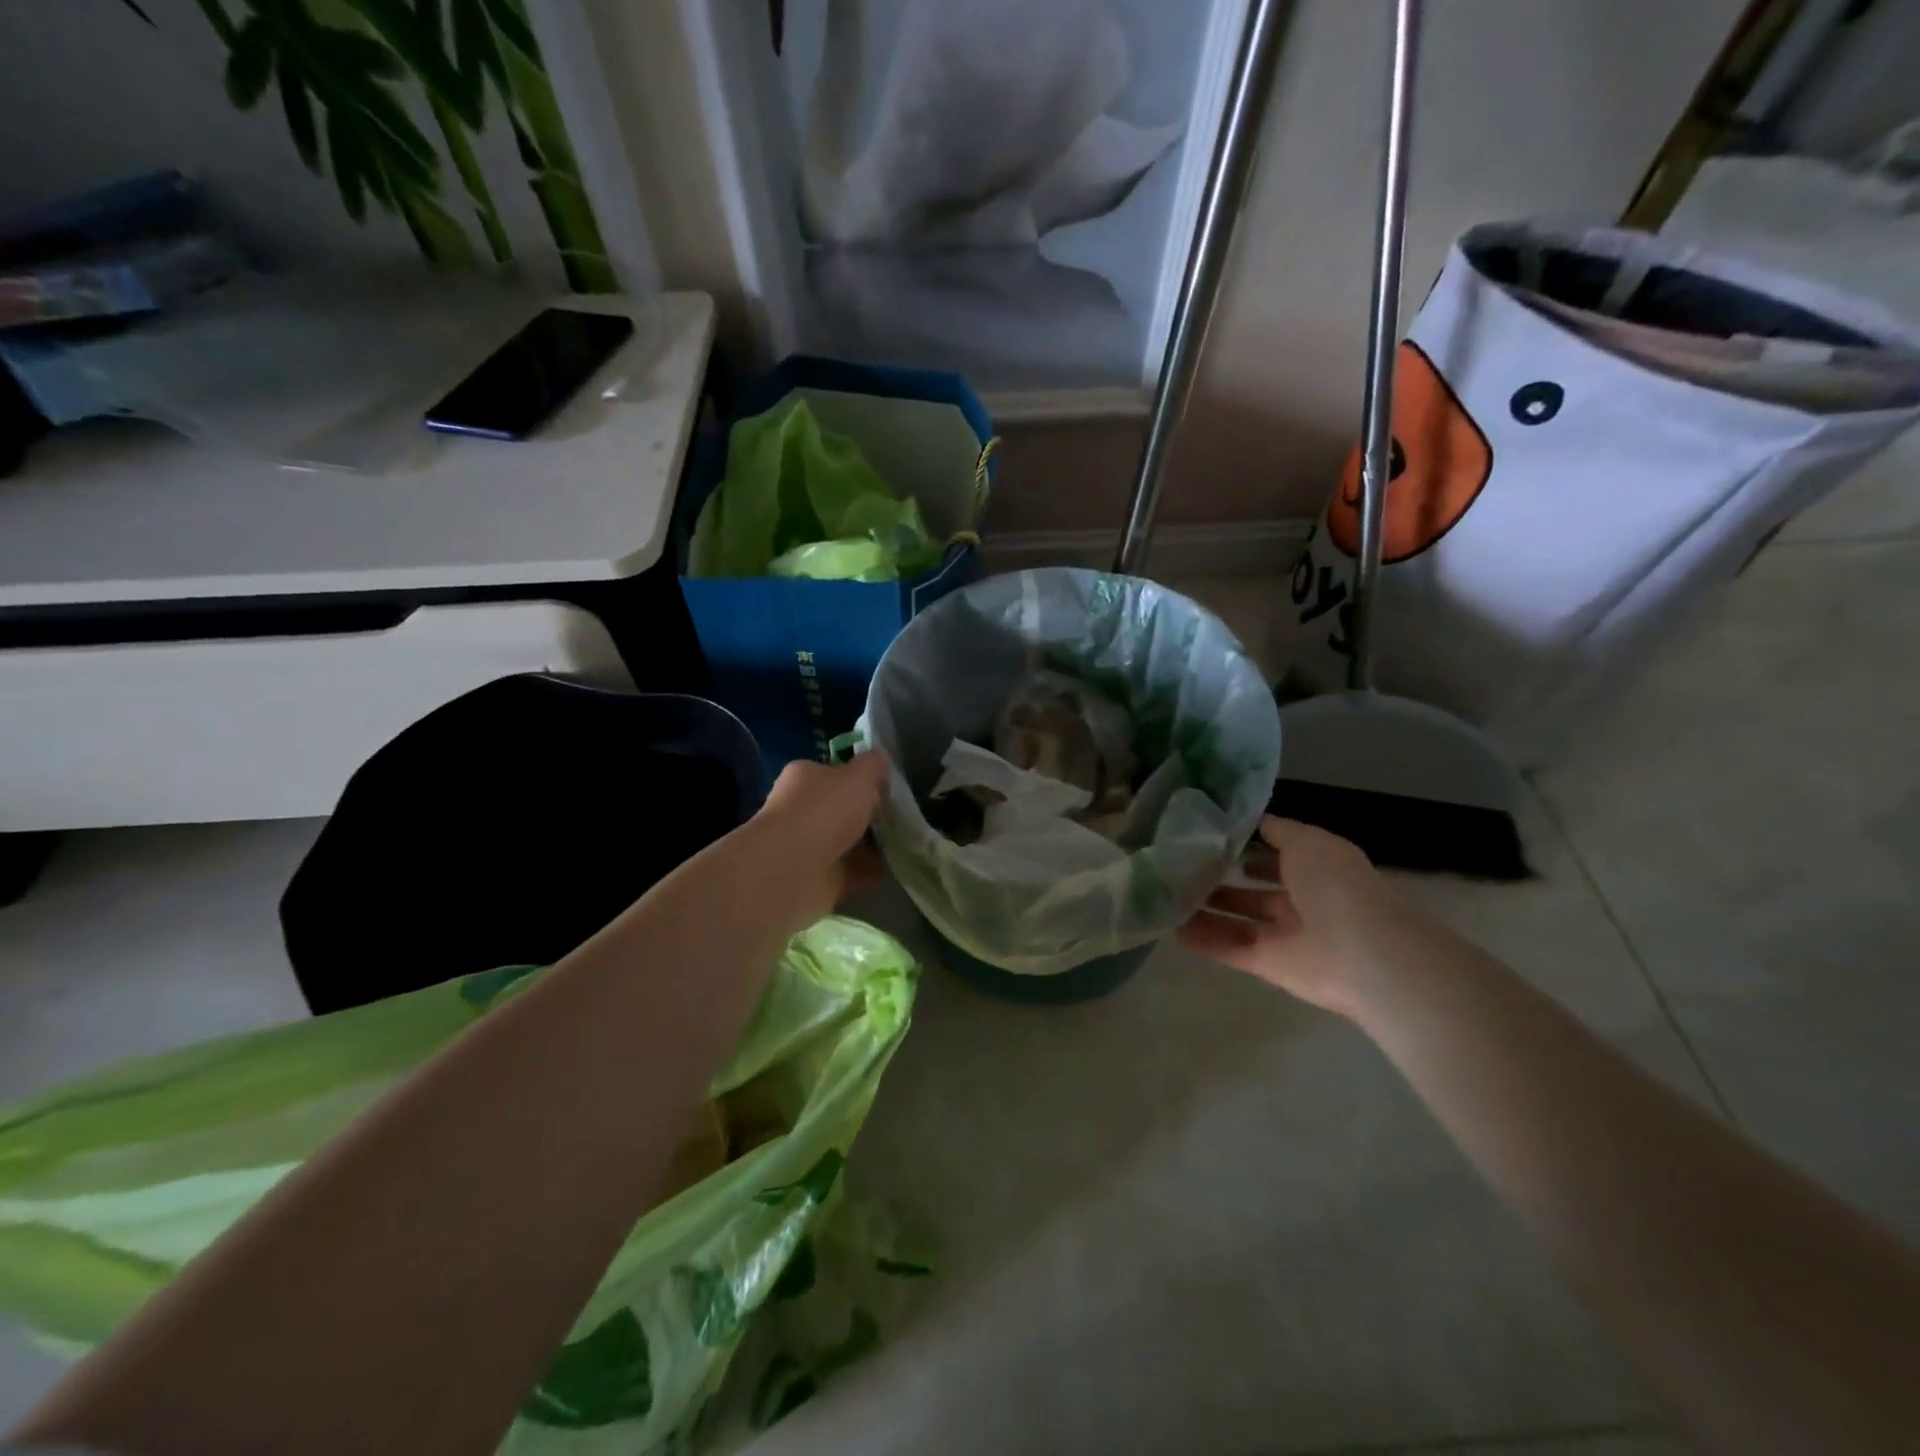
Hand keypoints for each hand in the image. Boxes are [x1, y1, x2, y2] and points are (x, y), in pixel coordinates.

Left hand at [747, 752, 890, 928]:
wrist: (793, 870)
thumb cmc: (824, 811)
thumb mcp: (859, 776)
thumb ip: (873, 765)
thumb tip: (882, 757)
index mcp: (805, 777)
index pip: (834, 772)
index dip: (861, 778)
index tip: (888, 787)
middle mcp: (801, 809)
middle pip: (841, 808)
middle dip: (868, 812)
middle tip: (900, 815)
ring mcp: (808, 845)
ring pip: (847, 840)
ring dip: (871, 843)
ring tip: (905, 842)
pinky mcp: (818, 877)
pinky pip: (851, 870)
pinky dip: (870, 870)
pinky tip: (895, 867)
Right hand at [1179, 816, 1404, 1017]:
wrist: (1362, 953)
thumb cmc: (1335, 885)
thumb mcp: (1307, 841)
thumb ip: (1278, 831)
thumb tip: (1252, 822)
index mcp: (1317, 869)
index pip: (1277, 855)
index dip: (1247, 846)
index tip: (1207, 836)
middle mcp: (1301, 901)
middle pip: (1254, 891)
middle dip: (1222, 879)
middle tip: (1180, 866)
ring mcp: (1284, 936)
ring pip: (1238, 921)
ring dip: (1206, 909)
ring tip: (1167, 894)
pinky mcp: (1268, 964)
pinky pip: (1230, 949)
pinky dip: (1203, 940)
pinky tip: (1171, 927)